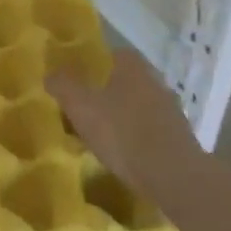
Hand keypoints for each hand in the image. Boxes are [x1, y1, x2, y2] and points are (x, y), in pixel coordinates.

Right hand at [47, 48, 203, 204]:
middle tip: (84, 108)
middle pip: (126, 81)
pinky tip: (122, 154)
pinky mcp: (178, 138)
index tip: (78, 80)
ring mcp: (171, 110)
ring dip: (122, 117)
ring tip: (100, 135)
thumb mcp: (80, 106)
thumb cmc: (122, 132)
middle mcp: (155, 82)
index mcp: (133, 67)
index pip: (113, 54)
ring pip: (138, 106)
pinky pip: (149, 130)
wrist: (173, 176)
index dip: (94, 65)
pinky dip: (135, 138)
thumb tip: (51, 73)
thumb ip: (63, 85)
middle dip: (106, 92)